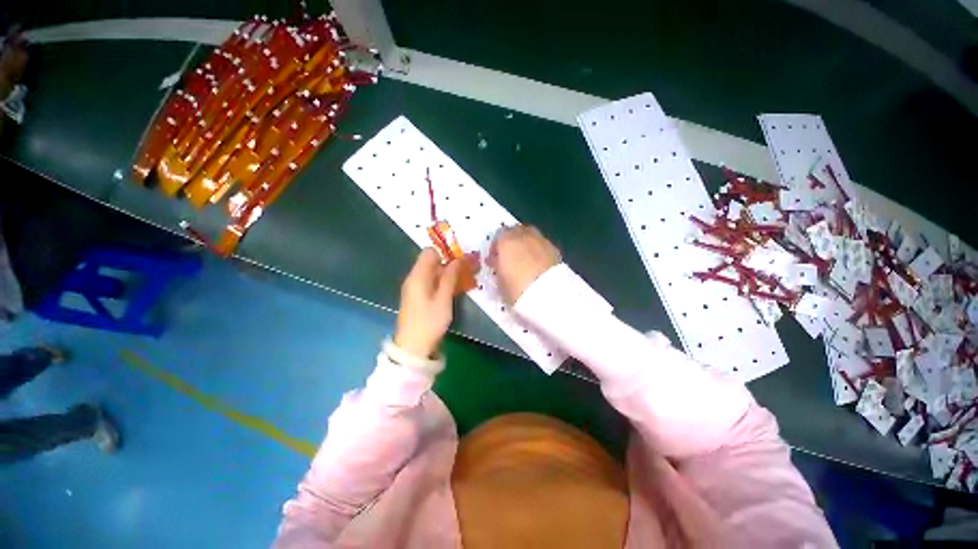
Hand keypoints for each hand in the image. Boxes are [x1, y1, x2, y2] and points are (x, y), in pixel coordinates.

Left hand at [394, 248, 463, 357]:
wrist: (413, 347)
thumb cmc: (429, 322)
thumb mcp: (443, 299)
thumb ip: (450, 278)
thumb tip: (458, 259)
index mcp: (418, 276)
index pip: (429, 252)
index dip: (445, 253)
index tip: (460, 262)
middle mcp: (414, 278)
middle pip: (432, 262)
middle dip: (450, 264)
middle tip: (467, 272)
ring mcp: (414, 288)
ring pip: (433, 273)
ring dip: (448, 275)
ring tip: (464, 281)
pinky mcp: (417, 297)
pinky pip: (431, 283)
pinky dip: (442, 284)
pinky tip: (454, 291)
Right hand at [488, 225, 560, 304]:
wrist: (548, 295)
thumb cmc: (517, 289)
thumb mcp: (499, 281)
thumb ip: (498, 267)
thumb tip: (498, 263)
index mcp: (506, 241)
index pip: (497, 236)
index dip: (496, 247)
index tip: (495, 260)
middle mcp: (523, 235)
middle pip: (515, 231)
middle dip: (512, 241)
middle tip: (510, 256)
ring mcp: (541, 240)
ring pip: (530, 235)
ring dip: (526, 244)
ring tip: (525, 260)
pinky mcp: (555, 249)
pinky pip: (542, 245)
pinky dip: (538, 251)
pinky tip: (539, 265)